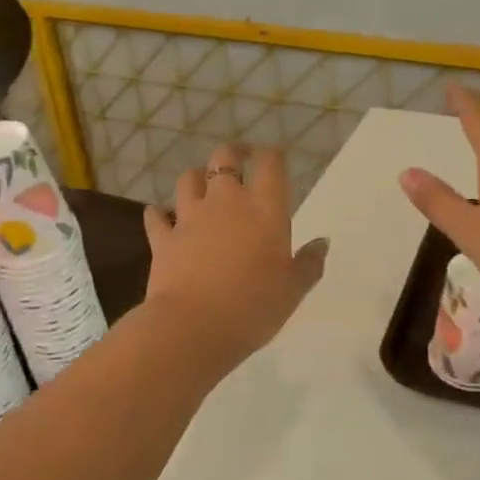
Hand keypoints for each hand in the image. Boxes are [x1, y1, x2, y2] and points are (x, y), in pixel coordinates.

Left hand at [143, 143, 328, 366]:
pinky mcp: (163, 238)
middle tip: (239, 159)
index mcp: (265, 209)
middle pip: (224, 158)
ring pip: (189, 179)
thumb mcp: (293, 290)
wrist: (195, 326)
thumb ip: (309, 264)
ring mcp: (190, 217)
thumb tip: (322, 243)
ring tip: (202, 185)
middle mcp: (226, 202)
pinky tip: (161, 216)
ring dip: (196, 178)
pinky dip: (159, 214)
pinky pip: (157, 216)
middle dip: (232, 154)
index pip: (270, 164)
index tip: (275, 157)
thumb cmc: (254, 307)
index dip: (272, 155)